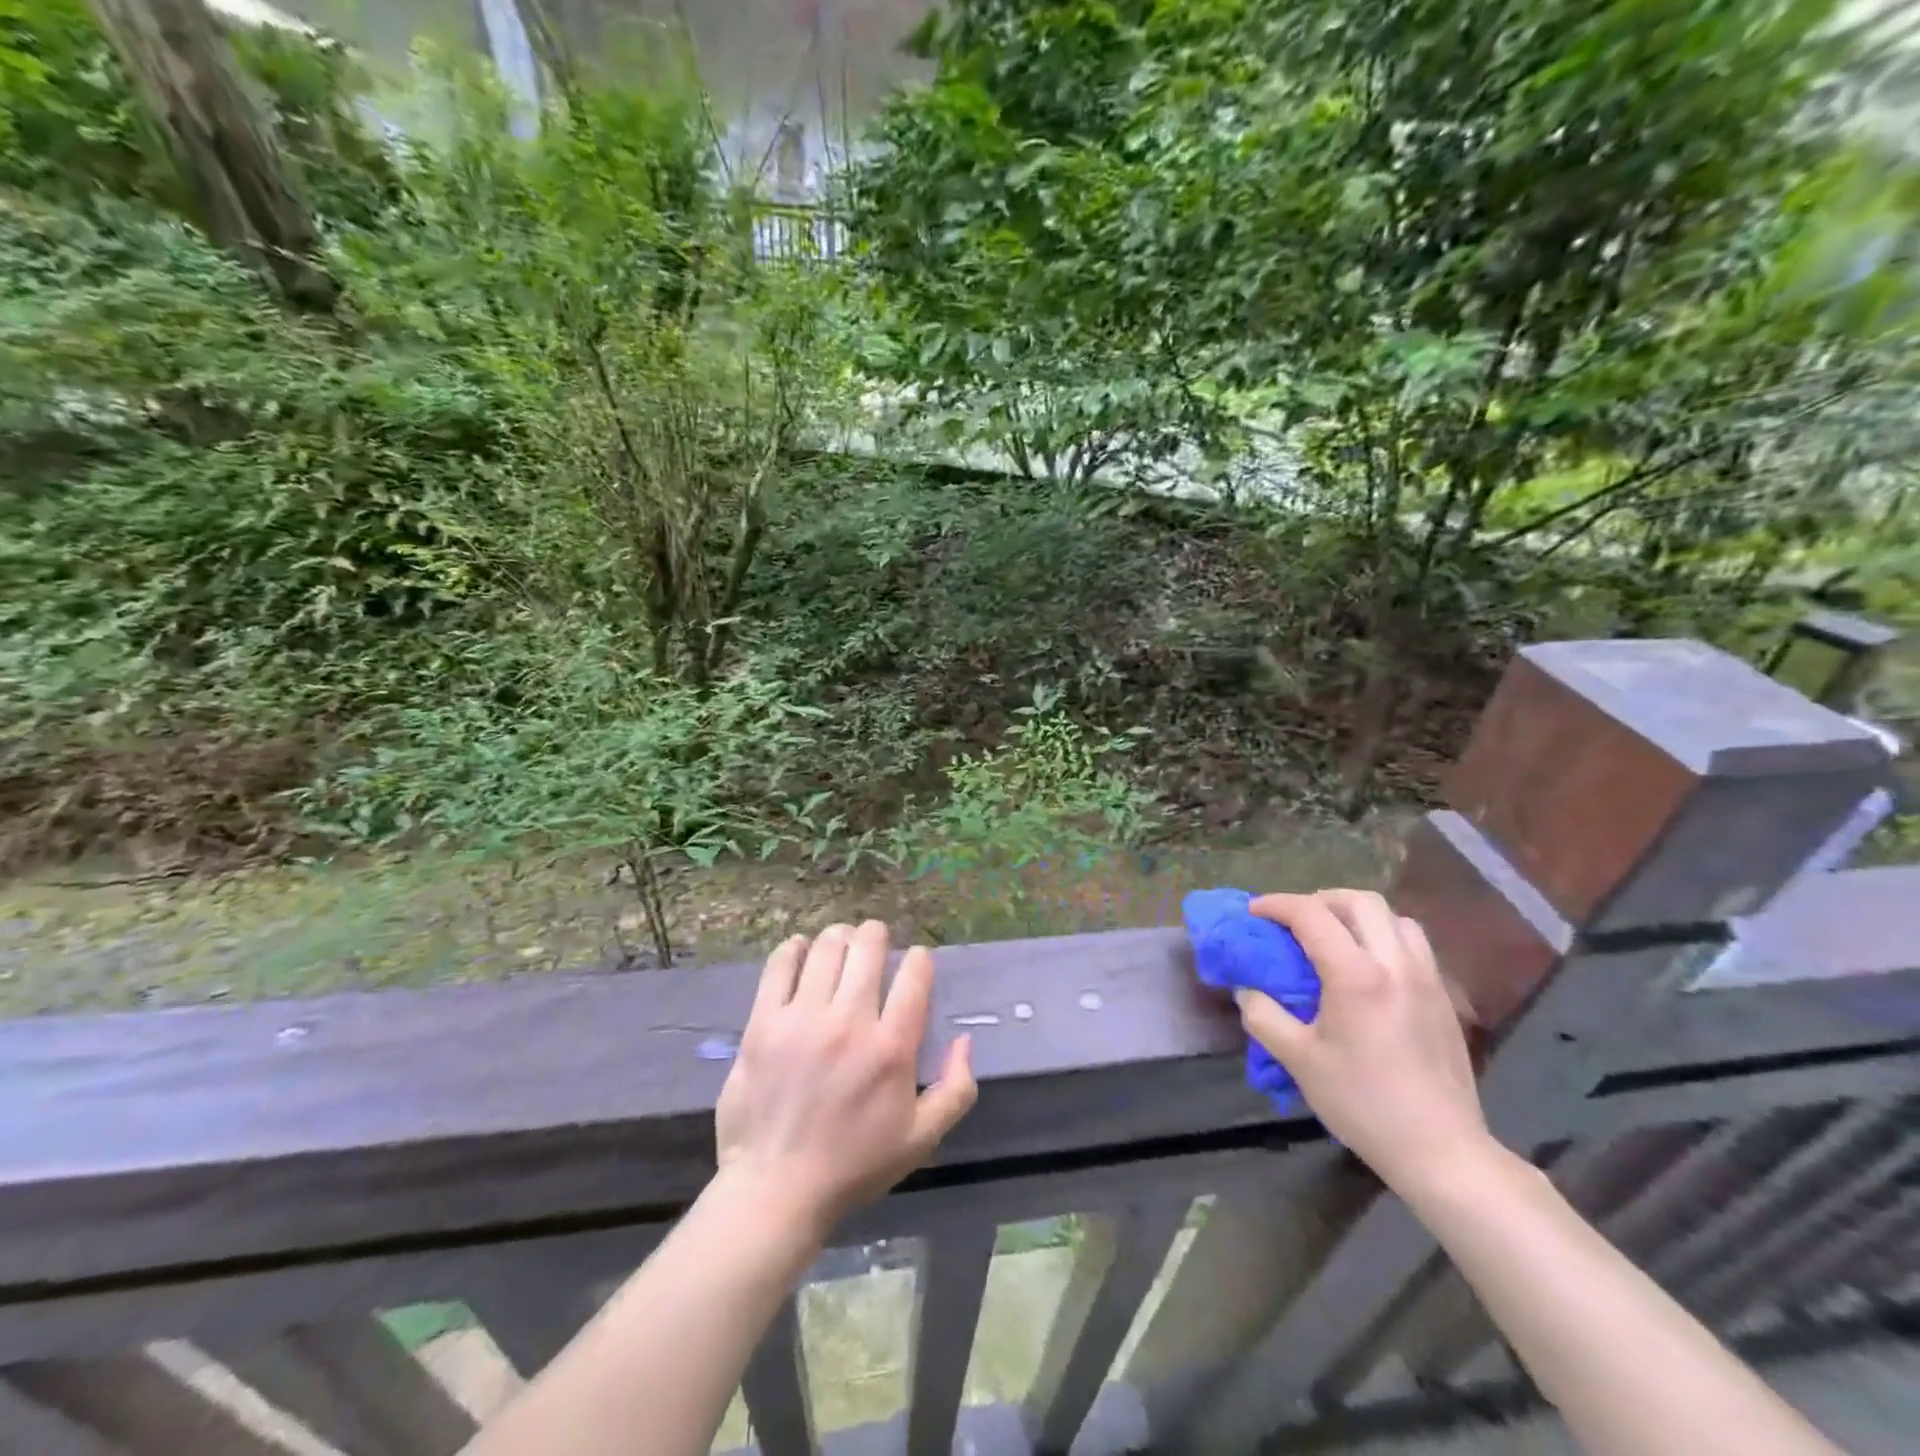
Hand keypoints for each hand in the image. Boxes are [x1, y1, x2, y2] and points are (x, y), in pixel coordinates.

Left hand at [714, 920, 976, 1239]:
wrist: (775, 1189)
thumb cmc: (853, 1166)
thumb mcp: (921, 1139)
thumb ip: (956, 1089)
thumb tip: (965, 1041)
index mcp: (891, 1048)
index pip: (913, 974)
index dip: (918, 959)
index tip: (914, 962)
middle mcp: (849, 1022)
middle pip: (867, 947)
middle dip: (877, 935)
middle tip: (874, 941)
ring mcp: (802, 1019)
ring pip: (826, 948)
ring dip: (839, 937)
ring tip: (840, 944)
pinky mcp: (763, 1023)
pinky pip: (779, 966)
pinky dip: (793, 949)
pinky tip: (801, 950)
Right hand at [1238, 890, 1490, 1192]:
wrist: (1442, 1151)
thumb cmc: (1364, 1103)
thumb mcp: (1299, 1061)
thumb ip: (1265, 1017)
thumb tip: (1248, 991)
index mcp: (1356, 976)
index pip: (1312, 915)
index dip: (1277, 905)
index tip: (1254, 912)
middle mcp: (1396, 965)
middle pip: (1361, 901)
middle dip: (1321, 900)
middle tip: (1296, 921)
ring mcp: (1427, 980)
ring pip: (1395, 919)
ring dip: (1358, 917)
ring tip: (1335, 939)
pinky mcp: (1444, 999)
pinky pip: (1413, 945)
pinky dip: (1384, 938)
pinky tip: (1368, 970)